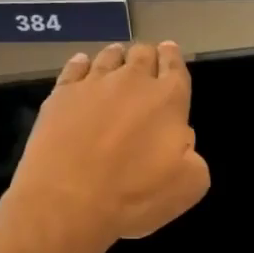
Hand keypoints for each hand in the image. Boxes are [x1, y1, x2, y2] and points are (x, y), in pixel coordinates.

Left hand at [6, 42, 209, 251]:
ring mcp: (93, 84)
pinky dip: (83, 64)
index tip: (170, 52)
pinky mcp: (61, 94)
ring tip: (117, 60)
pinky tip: (82, 66)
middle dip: (148, 56)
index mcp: (168, 100)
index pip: (175, 67)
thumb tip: (180, 139)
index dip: (173, 58)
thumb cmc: (134, 196)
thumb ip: (192, 155)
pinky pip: (75, 67)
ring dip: (118, 57)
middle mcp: (132, 81)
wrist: (67, 201)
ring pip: (110, 56)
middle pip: (143, 54)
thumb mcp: (189, 186)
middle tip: (146, 63)